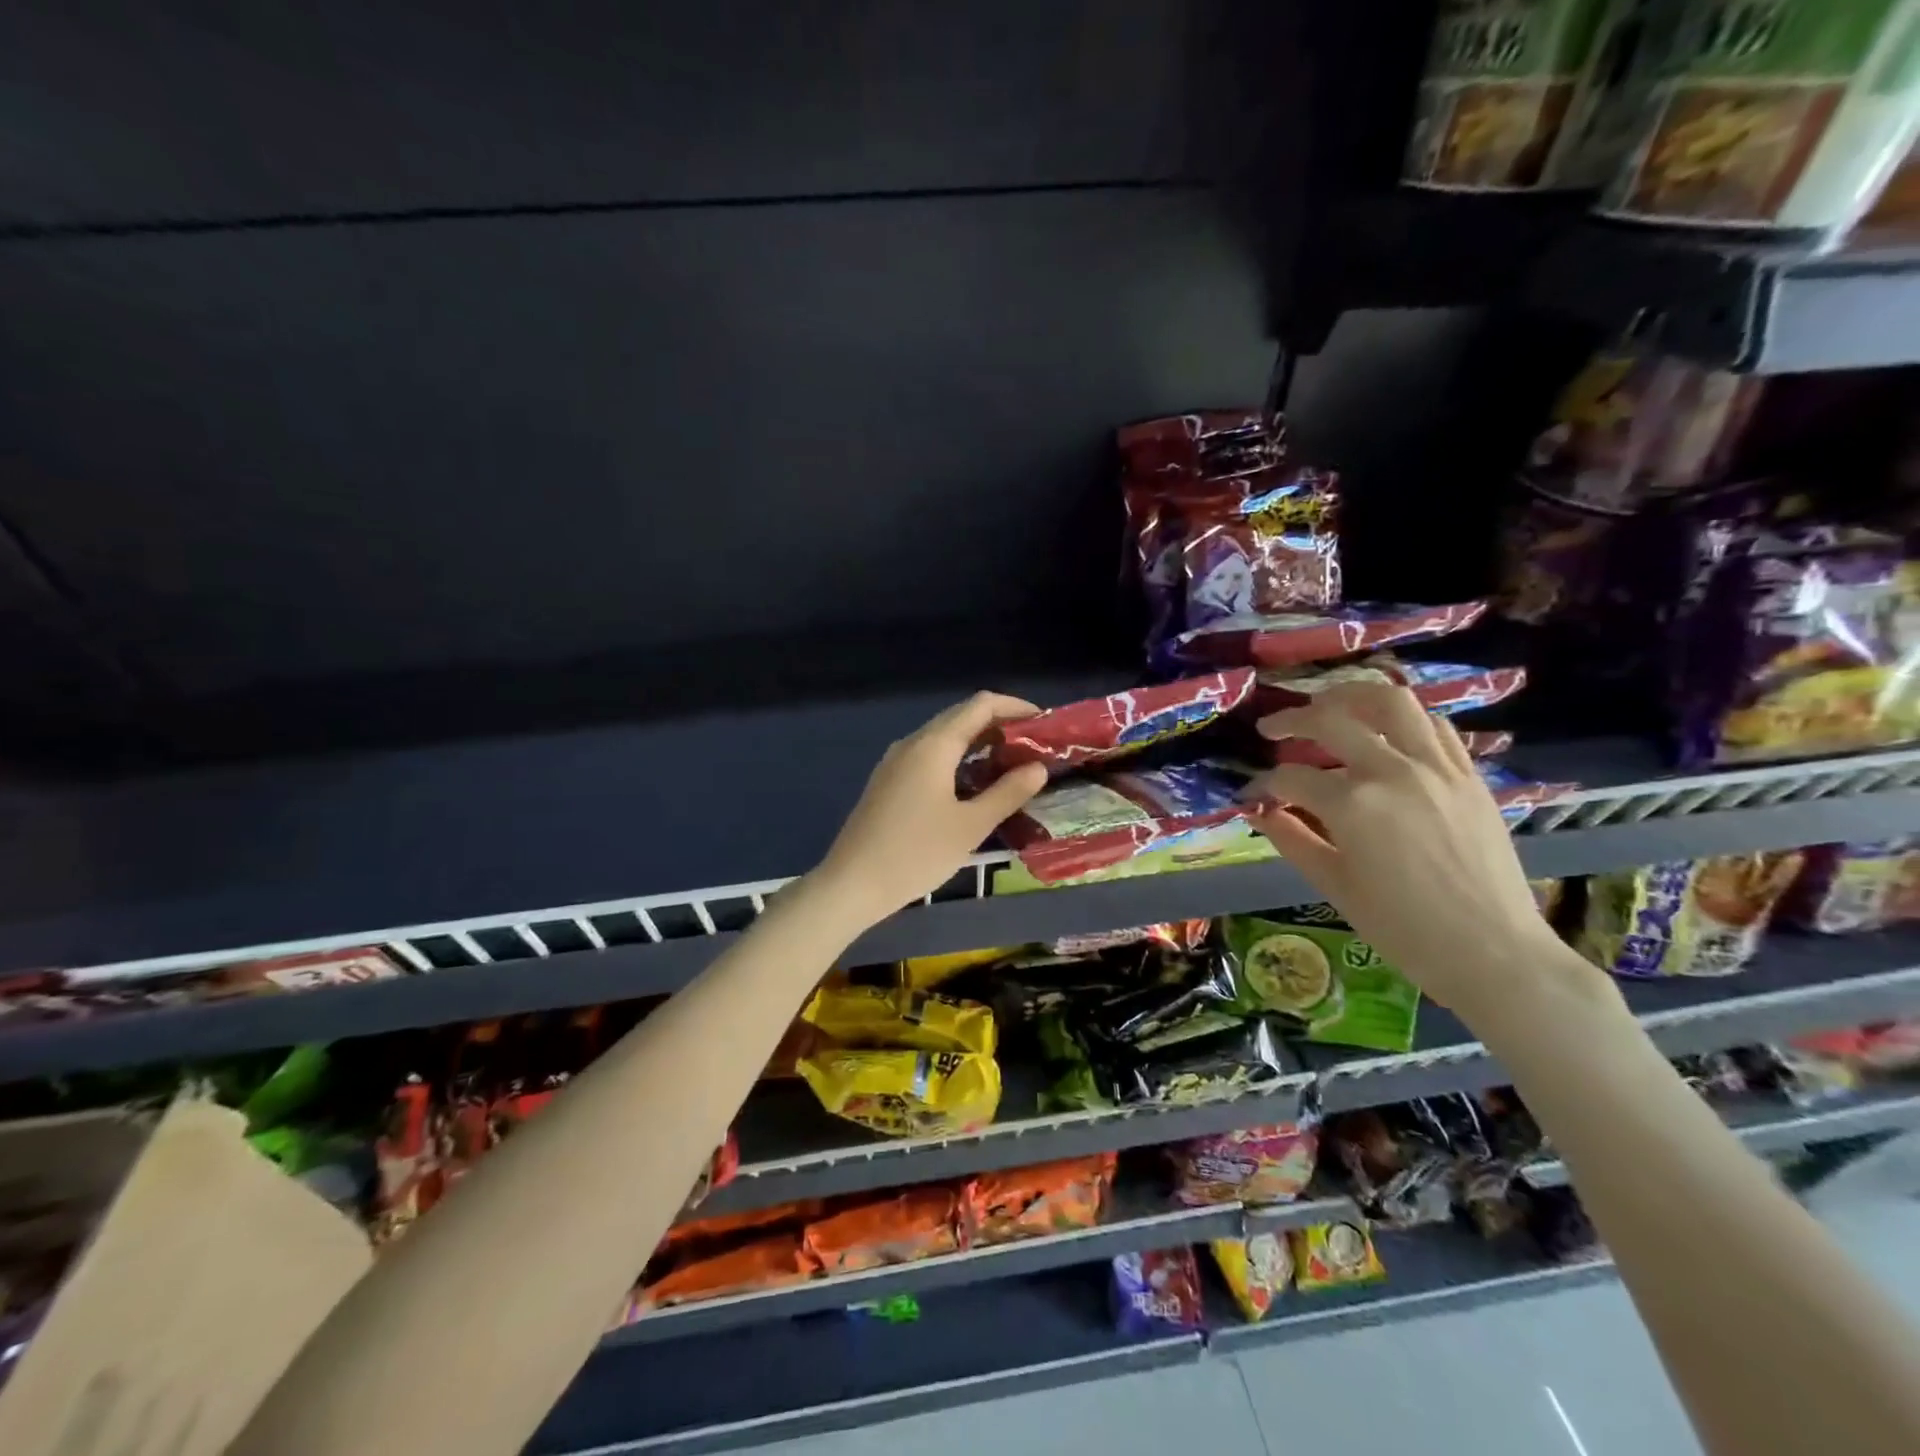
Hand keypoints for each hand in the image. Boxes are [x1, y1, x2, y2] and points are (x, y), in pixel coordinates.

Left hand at [810, 692, 1049, 928]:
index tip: (1045, 724)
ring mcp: (896, 761)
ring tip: (1011, 766)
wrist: (852, 883)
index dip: (1016, 707)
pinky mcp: (888, 781)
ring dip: (978, 744)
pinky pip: (930, 756)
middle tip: (1034, 748)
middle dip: (1000, 725)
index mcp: (934, 744)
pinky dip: (958, 760)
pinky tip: (973, 785)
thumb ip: (1007, 793)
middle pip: (962, 717)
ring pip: (944, 737)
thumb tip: (1038, 768)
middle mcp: (913, 743)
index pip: (981, 705)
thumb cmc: (916, 853)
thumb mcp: (971, 826)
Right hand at [1244, 681, 1603, 1023]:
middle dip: (1291, 720)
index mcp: (1352, 805)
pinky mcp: (1468, 775)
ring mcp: (1436, 768)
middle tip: (1271, 729)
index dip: (1263, 784)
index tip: (1252, 796)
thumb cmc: (1403, 929)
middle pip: (1331, 720)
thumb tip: (1259, 811)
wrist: (1492, 952)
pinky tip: (1384, 731)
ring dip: (1350, 696)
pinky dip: (1402, 719)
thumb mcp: (1334, 886)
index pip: (1291, 777)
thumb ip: (1292, 839)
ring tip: (1328, 705)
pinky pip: (1434, 725)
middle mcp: (1392, 771)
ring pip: (1390, 702)